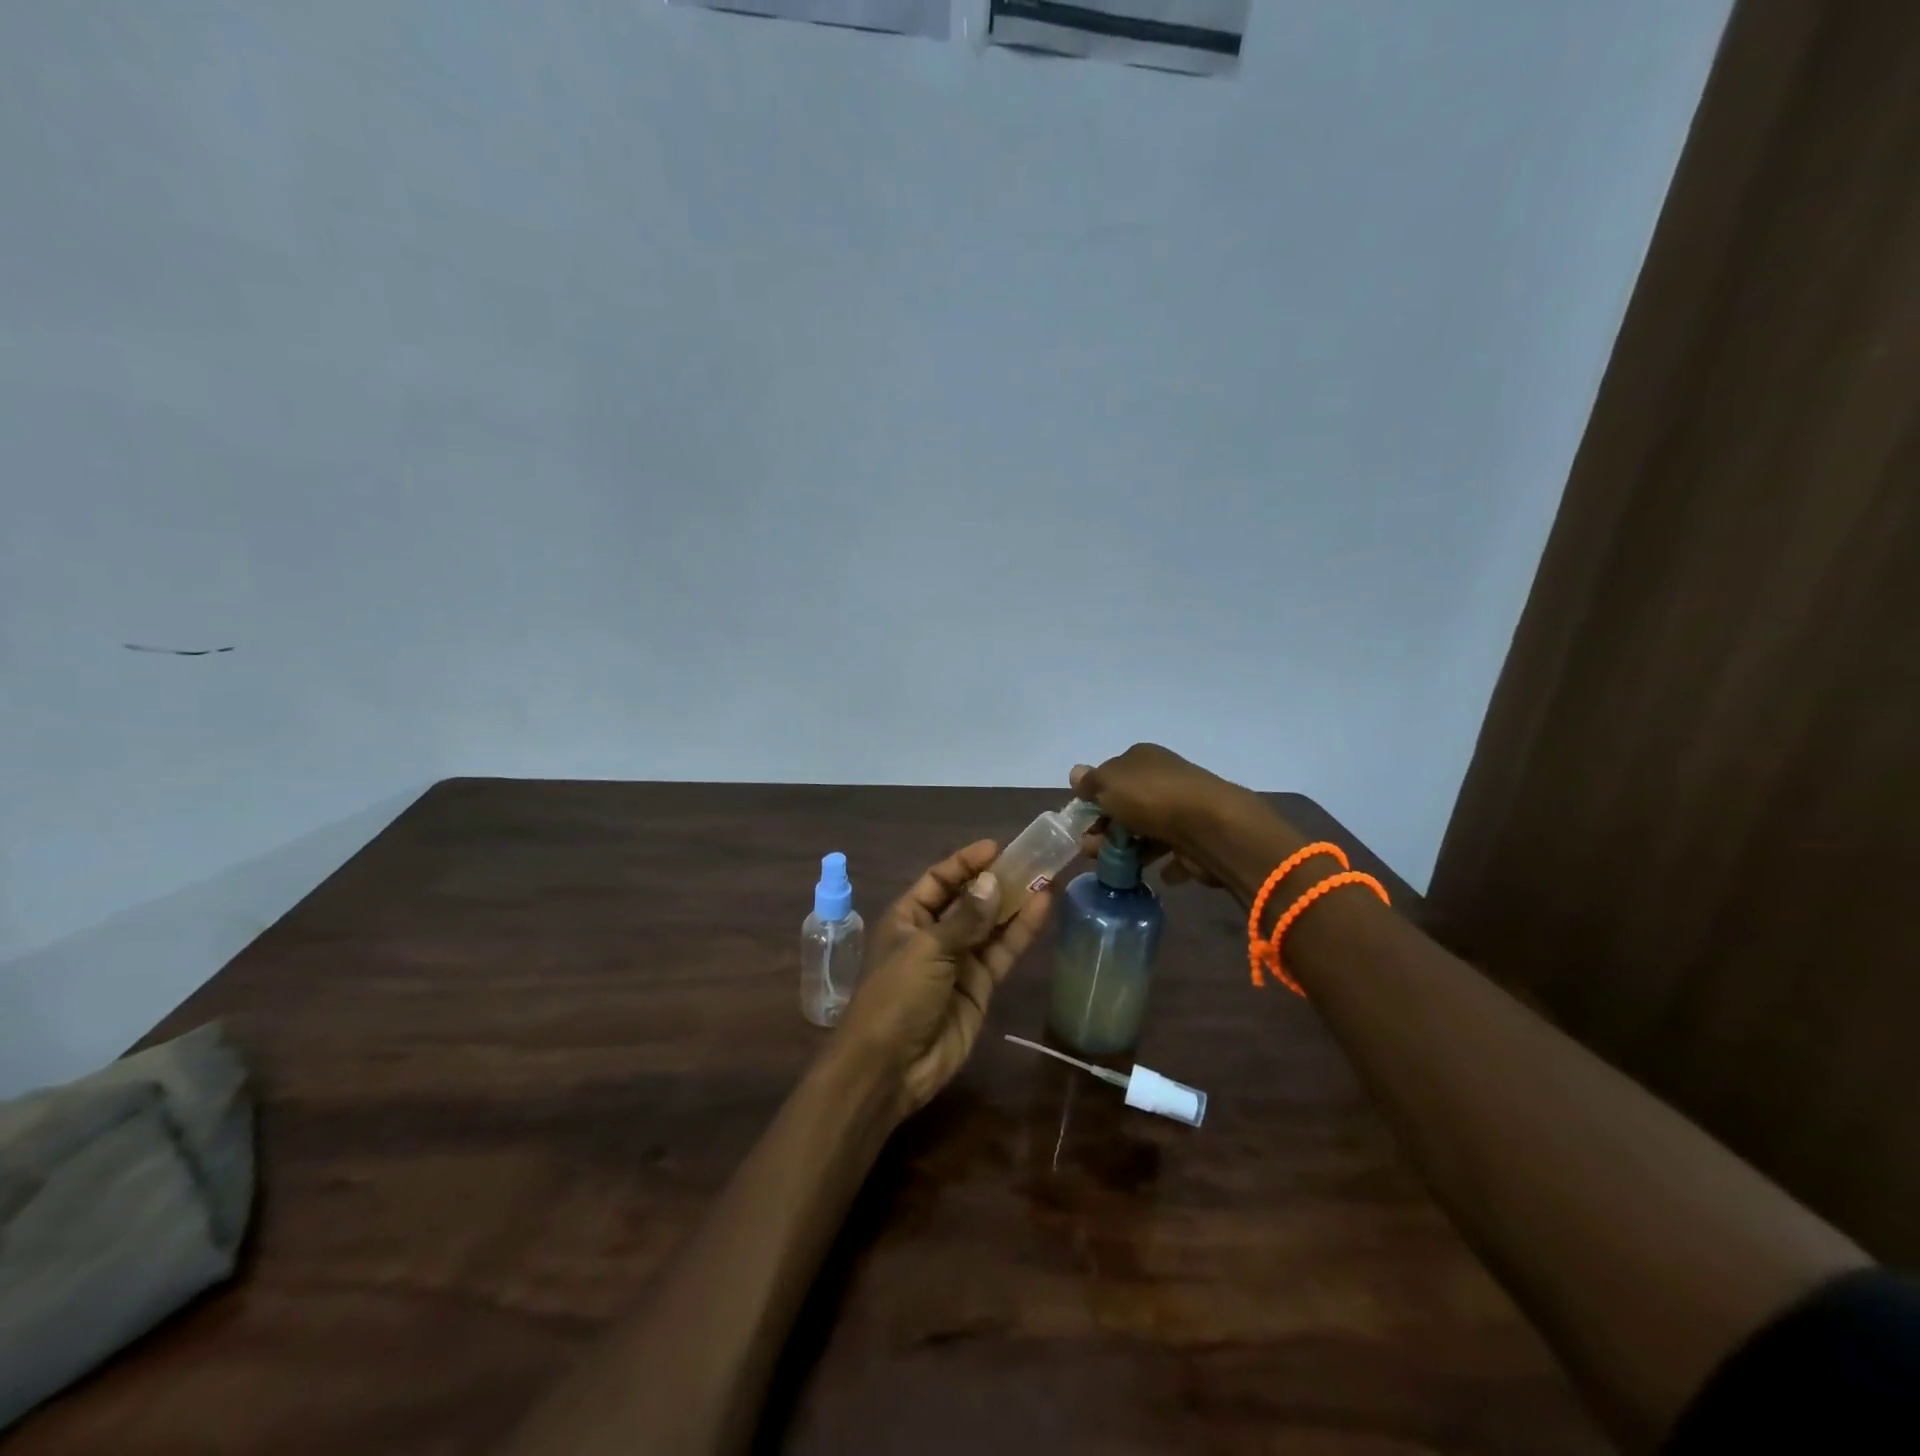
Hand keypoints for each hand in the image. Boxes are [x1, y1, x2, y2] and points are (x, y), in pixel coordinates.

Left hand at [838, 839, 1053, 1119]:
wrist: (889, 1067)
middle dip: (997, 880)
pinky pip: (1002, 952)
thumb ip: (965, 918)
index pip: (940, 879)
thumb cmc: (896, 996)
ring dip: (1015, 902)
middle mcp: (933, 934)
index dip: (966, 862)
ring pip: (991, 925)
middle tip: (1032, 858)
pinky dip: (1021, 931)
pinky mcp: (979, 987)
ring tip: (1046, 876)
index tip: (998, 847)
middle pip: (970, 899)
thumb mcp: (927, 949)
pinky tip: (1042, 907)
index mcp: (908, 917)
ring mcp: (958, 961)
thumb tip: (994, 881)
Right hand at [1071, 744, 1263, 887]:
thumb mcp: (1108, 783)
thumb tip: (1076, 773)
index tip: (1082, 822)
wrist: (1208, 826)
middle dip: (1106, 828)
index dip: (1094, 798)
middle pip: (1128, 805)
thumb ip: (1090, 782)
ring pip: (1148, 830)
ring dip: (1129, 849)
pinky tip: (1154, 874)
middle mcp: (1164, 778)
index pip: (1112, 775)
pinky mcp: (1197, 838)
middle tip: (1091, 851)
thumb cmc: (1150, 798)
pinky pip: (1174, 852)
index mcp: (1143, 758)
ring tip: (1114, 869)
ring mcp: (1183, 808)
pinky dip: (1163, 863)